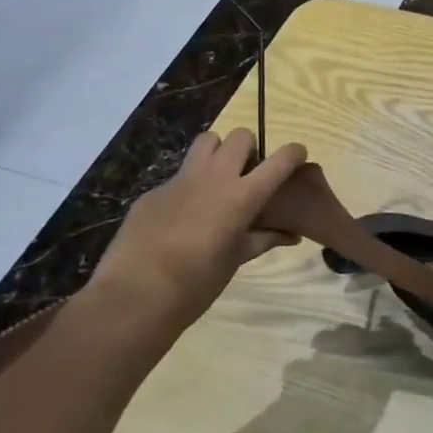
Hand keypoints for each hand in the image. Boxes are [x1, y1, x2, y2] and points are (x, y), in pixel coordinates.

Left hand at [88, 129, 307, 329]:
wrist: (135, 296)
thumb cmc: (198, 283)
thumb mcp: (237, 260)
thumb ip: (264, 239)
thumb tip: (291, 236)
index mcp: (243, 196)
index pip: (280, 159)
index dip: (294, 153)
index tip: (297, 158)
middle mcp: (215, 178)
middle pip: (239, 136)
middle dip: (249, 149)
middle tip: (247, 174)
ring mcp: (180, 181)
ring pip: (206, 142)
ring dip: (218, 153)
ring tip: (217, 180)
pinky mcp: (153, 192)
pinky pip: (178, 176)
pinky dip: (188, 187)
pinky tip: (181, 217)